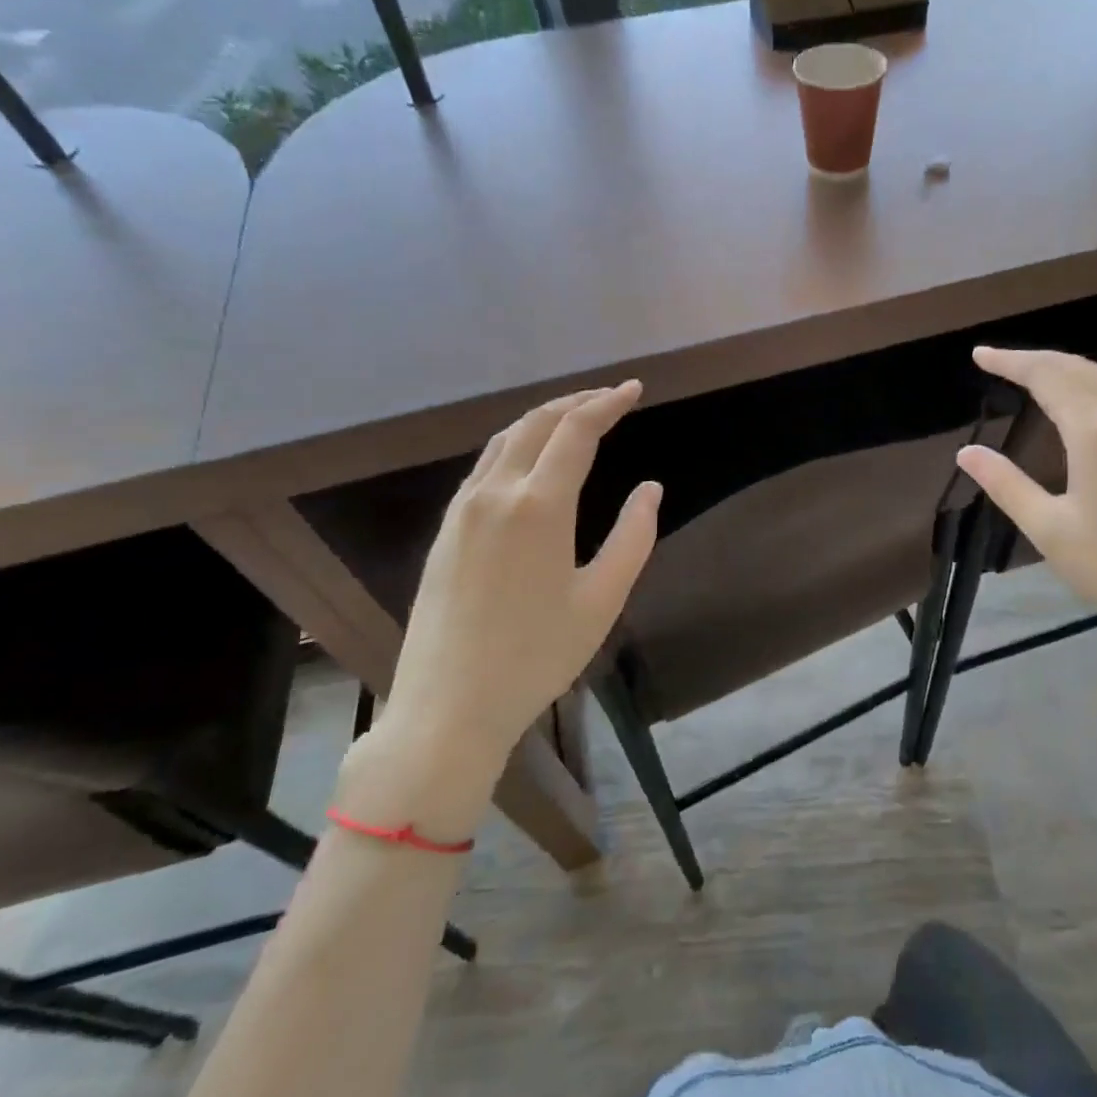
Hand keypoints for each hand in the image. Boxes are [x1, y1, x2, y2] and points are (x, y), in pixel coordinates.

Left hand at [340, 383, 660, 837]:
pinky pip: (485, 467)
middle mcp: (495, 494)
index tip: (634, 389)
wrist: (448, 707)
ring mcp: (463, 511)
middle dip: (576, 402)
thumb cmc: (537, 656)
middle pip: (536, 424)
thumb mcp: (602, 600)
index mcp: (538, 506)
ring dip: (544, 420)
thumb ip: (633, 538)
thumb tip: (650, 489)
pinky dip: (517, 446)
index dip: (608, 404)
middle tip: (611, 398)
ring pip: (505, 441)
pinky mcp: (446, 531)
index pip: (576, 431)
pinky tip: (533, 462)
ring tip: (576, 419)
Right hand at [955, 347, 1096, 693]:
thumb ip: (1006, 485)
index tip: (979, 356)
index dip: (1011, 363)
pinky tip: (1081, 400)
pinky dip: (1091, 383)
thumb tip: (967, 452)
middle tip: (997, 360)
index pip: (1047, 378)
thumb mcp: (1049, 529)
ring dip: (1067, 367)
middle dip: (1036, 359)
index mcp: (1096, 432)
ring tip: (1033, 371)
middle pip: (1078, 369)